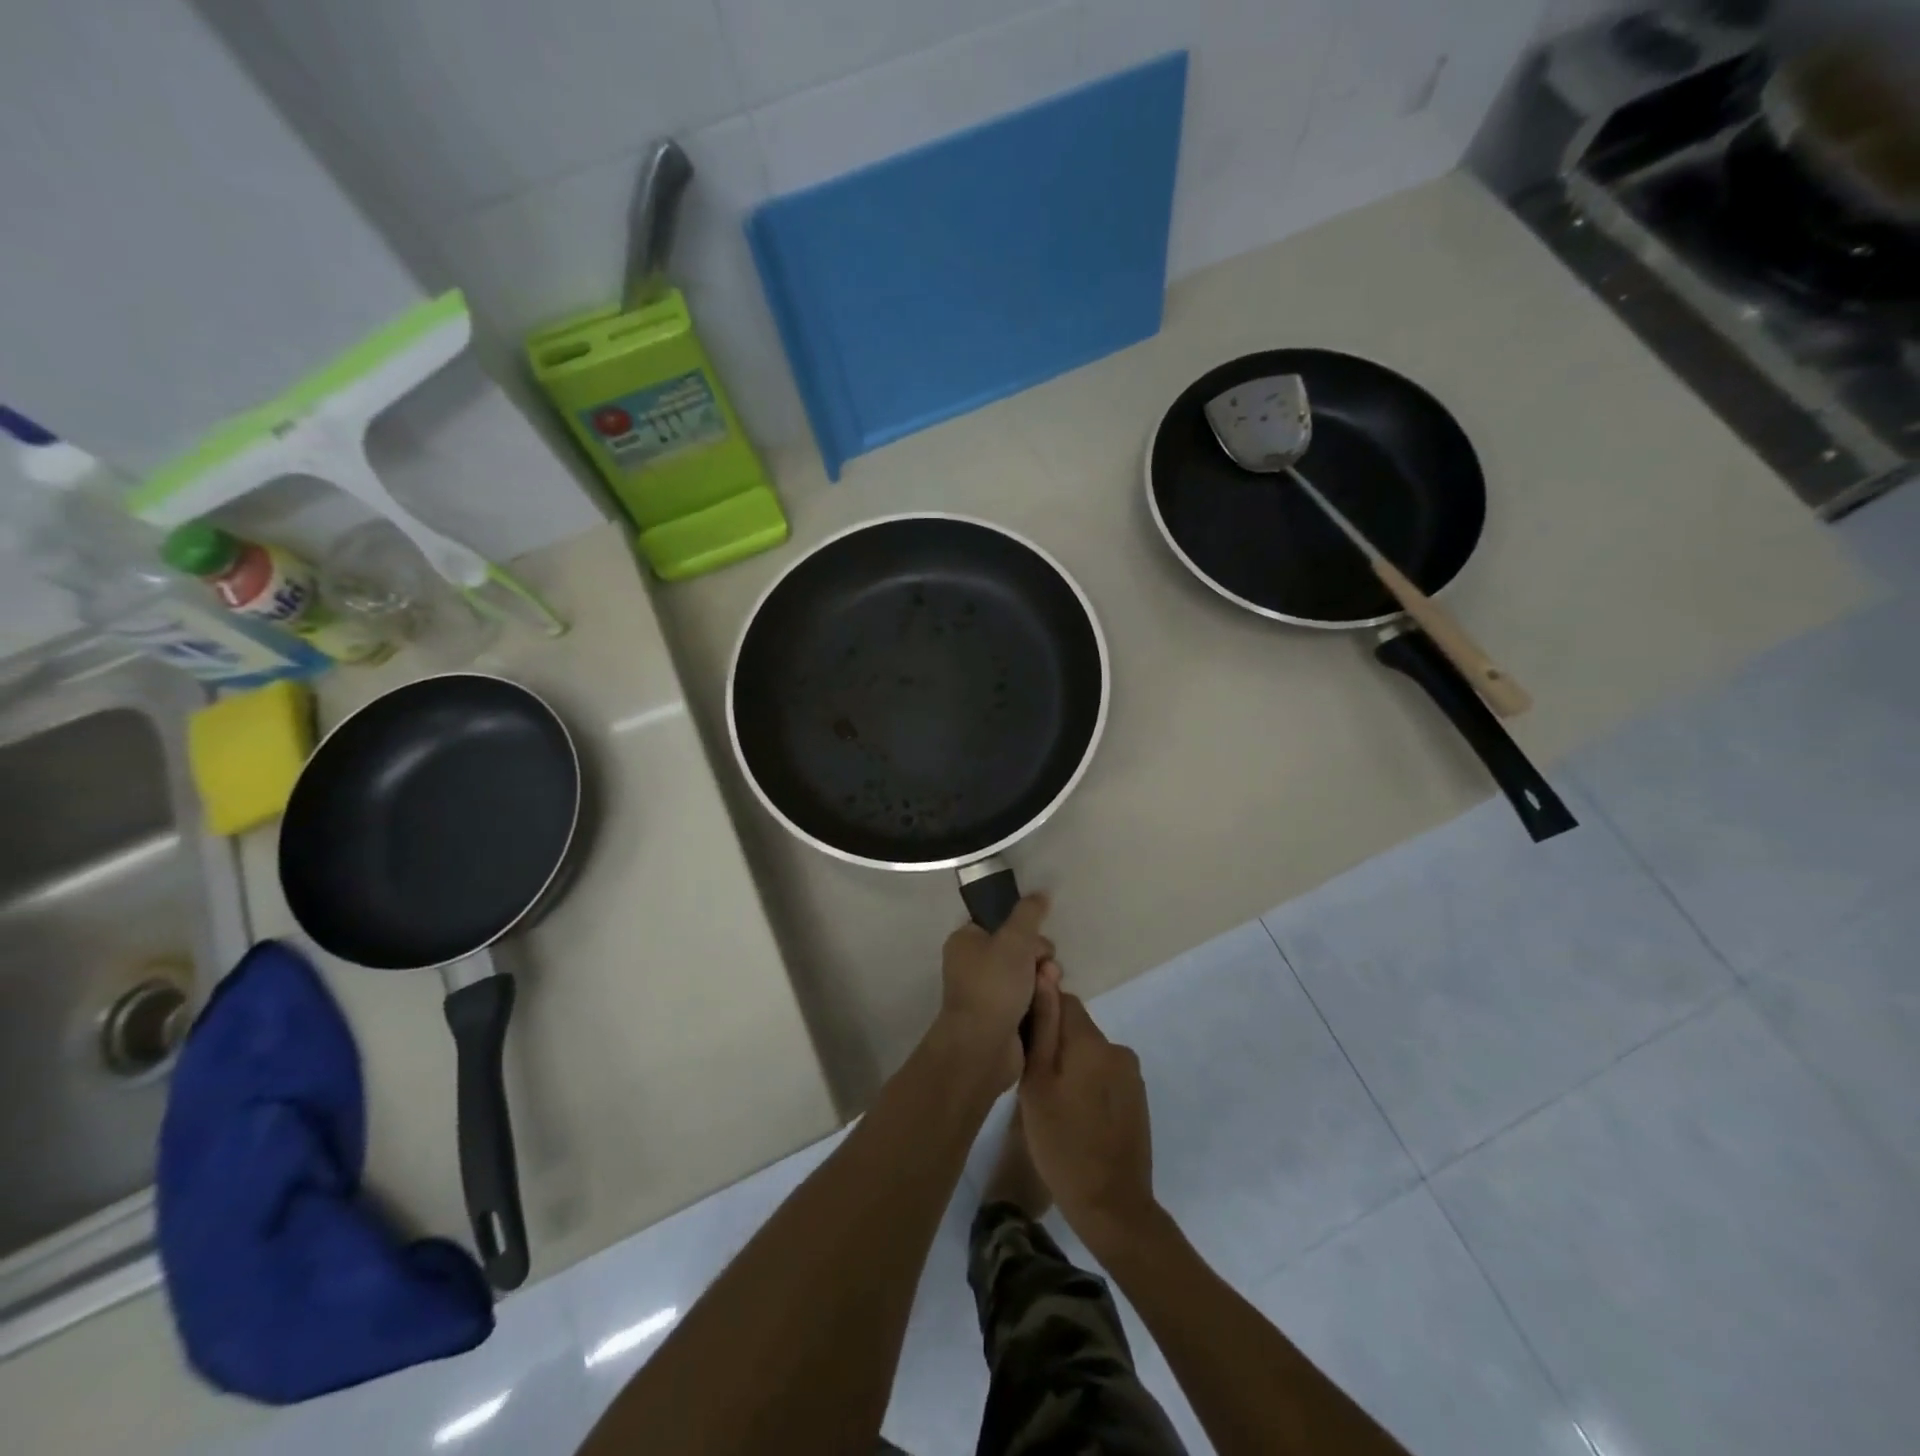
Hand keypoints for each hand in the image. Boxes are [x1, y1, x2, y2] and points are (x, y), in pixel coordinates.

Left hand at [937, 895, 1053, 1087]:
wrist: (983, 1047)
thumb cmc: (994, 985)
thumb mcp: (1015, 939)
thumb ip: (1029, 913)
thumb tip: (1041, 892)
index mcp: (967, 941)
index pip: (1002, 924)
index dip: (1024, 930)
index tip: (1036, 939)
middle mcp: (974, 965)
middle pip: (1020, 950)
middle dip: (1040, 958)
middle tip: (1045, 969)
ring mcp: (988, 994)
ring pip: (1029, 977)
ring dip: (1044, 982)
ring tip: (1046, 991)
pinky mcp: (1002, 1019)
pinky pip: (1029, 1002)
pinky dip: (1040, 1004)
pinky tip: (1045, 1008)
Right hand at [1019, 983, 1157, 1254]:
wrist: (1112, 1206)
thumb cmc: (1062, 1145)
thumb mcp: (1037, 1085)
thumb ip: (1043, 1028)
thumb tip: (1045, 976)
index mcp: (1092, 1041)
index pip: (1062, 1000)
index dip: (1040, 1016)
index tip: (1025, 1045)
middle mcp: (1117, 1048)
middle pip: (1077, 1026)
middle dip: (1055, 1044)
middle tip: (1035, 1083)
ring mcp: (1131, 1073)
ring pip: (1089, 1051)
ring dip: (1072, 1064)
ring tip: (1054, 1103)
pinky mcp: (1137, 1096)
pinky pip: (1104, 1072)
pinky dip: (1088, 1083)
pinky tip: (1077, 1115)